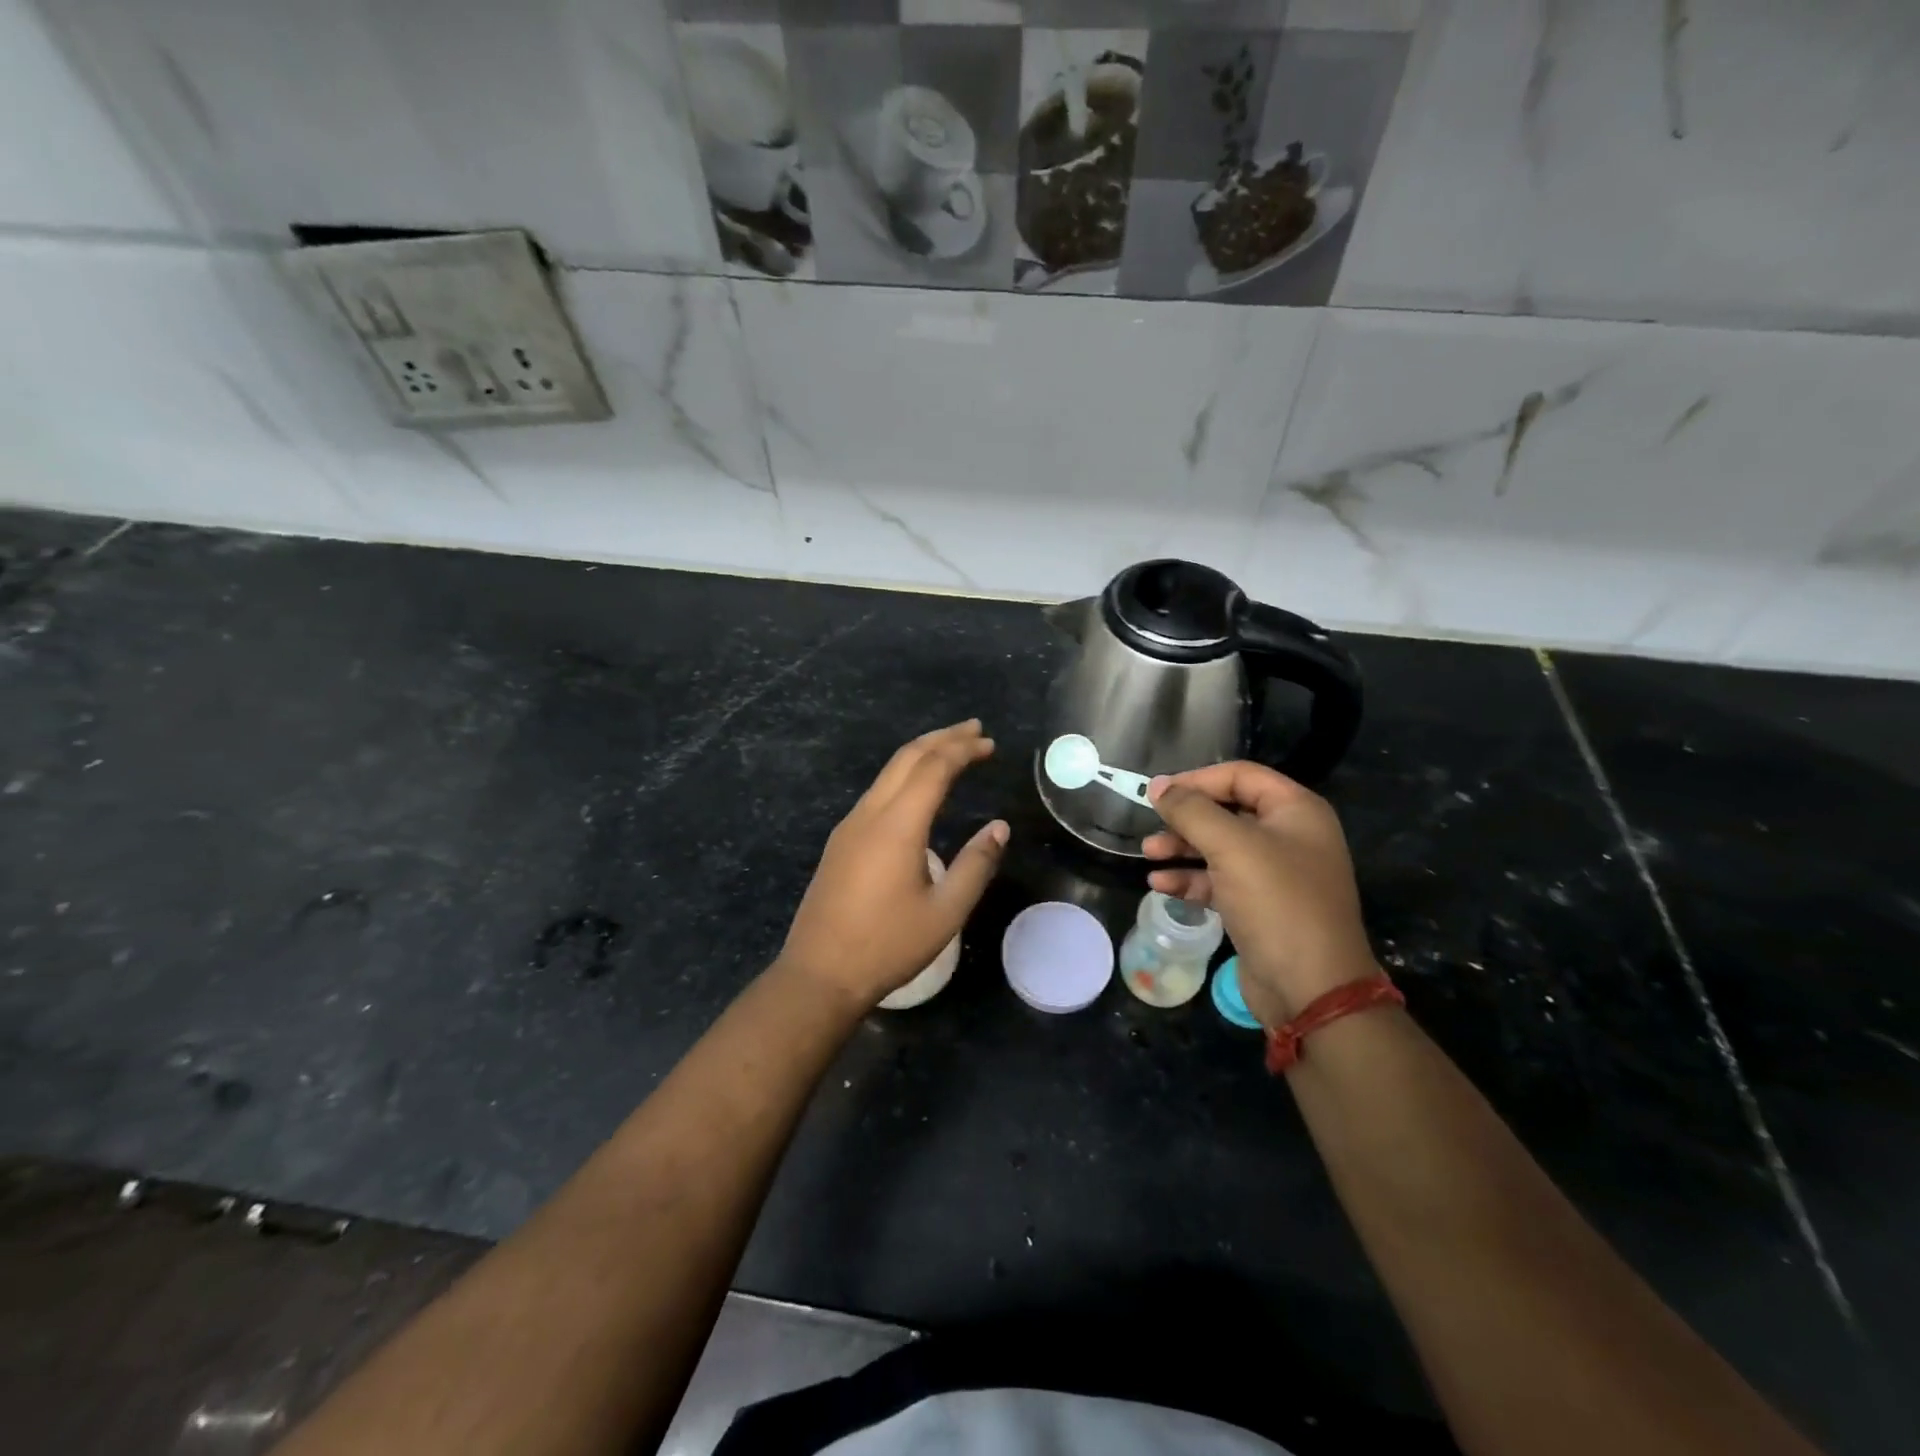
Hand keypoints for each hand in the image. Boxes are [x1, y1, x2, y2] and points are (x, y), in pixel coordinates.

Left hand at [778, 720, 1008, 1010]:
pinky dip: (904, 775)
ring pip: (888, 772)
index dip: (963, 749)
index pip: (933, 768)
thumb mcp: (945, 912)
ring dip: (921, 754)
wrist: (819, 974)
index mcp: (897, 825)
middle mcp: (870, 814)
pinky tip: (918, 789)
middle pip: (906, 757)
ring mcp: (849, 826)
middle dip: (942, 738)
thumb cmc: (887, 945)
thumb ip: (976, 865)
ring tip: (952, 750)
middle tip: (974, 730)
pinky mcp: (841, 841)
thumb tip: (998, 827)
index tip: (990, 743)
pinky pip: (877, 792)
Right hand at [1144, 762, 1374, 1025]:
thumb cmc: (1276, 902)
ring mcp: (1276, 873)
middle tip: (1151, 826)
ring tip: (1148, 855)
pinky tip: (1161, 886)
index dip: (1197, 780)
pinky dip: (1191, 879)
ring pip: (1220, 847)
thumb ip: (1191, 810)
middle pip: (1227, 811)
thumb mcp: (1230, 846)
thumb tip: (1159, 786)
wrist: (1311, 989)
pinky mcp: (1260, 906)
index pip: (1240, 775)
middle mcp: (1290, 836)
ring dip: (1182, 848)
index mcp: (1296, 811)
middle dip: (1186, 819)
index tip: (1159, 794)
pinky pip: (1220, 880)